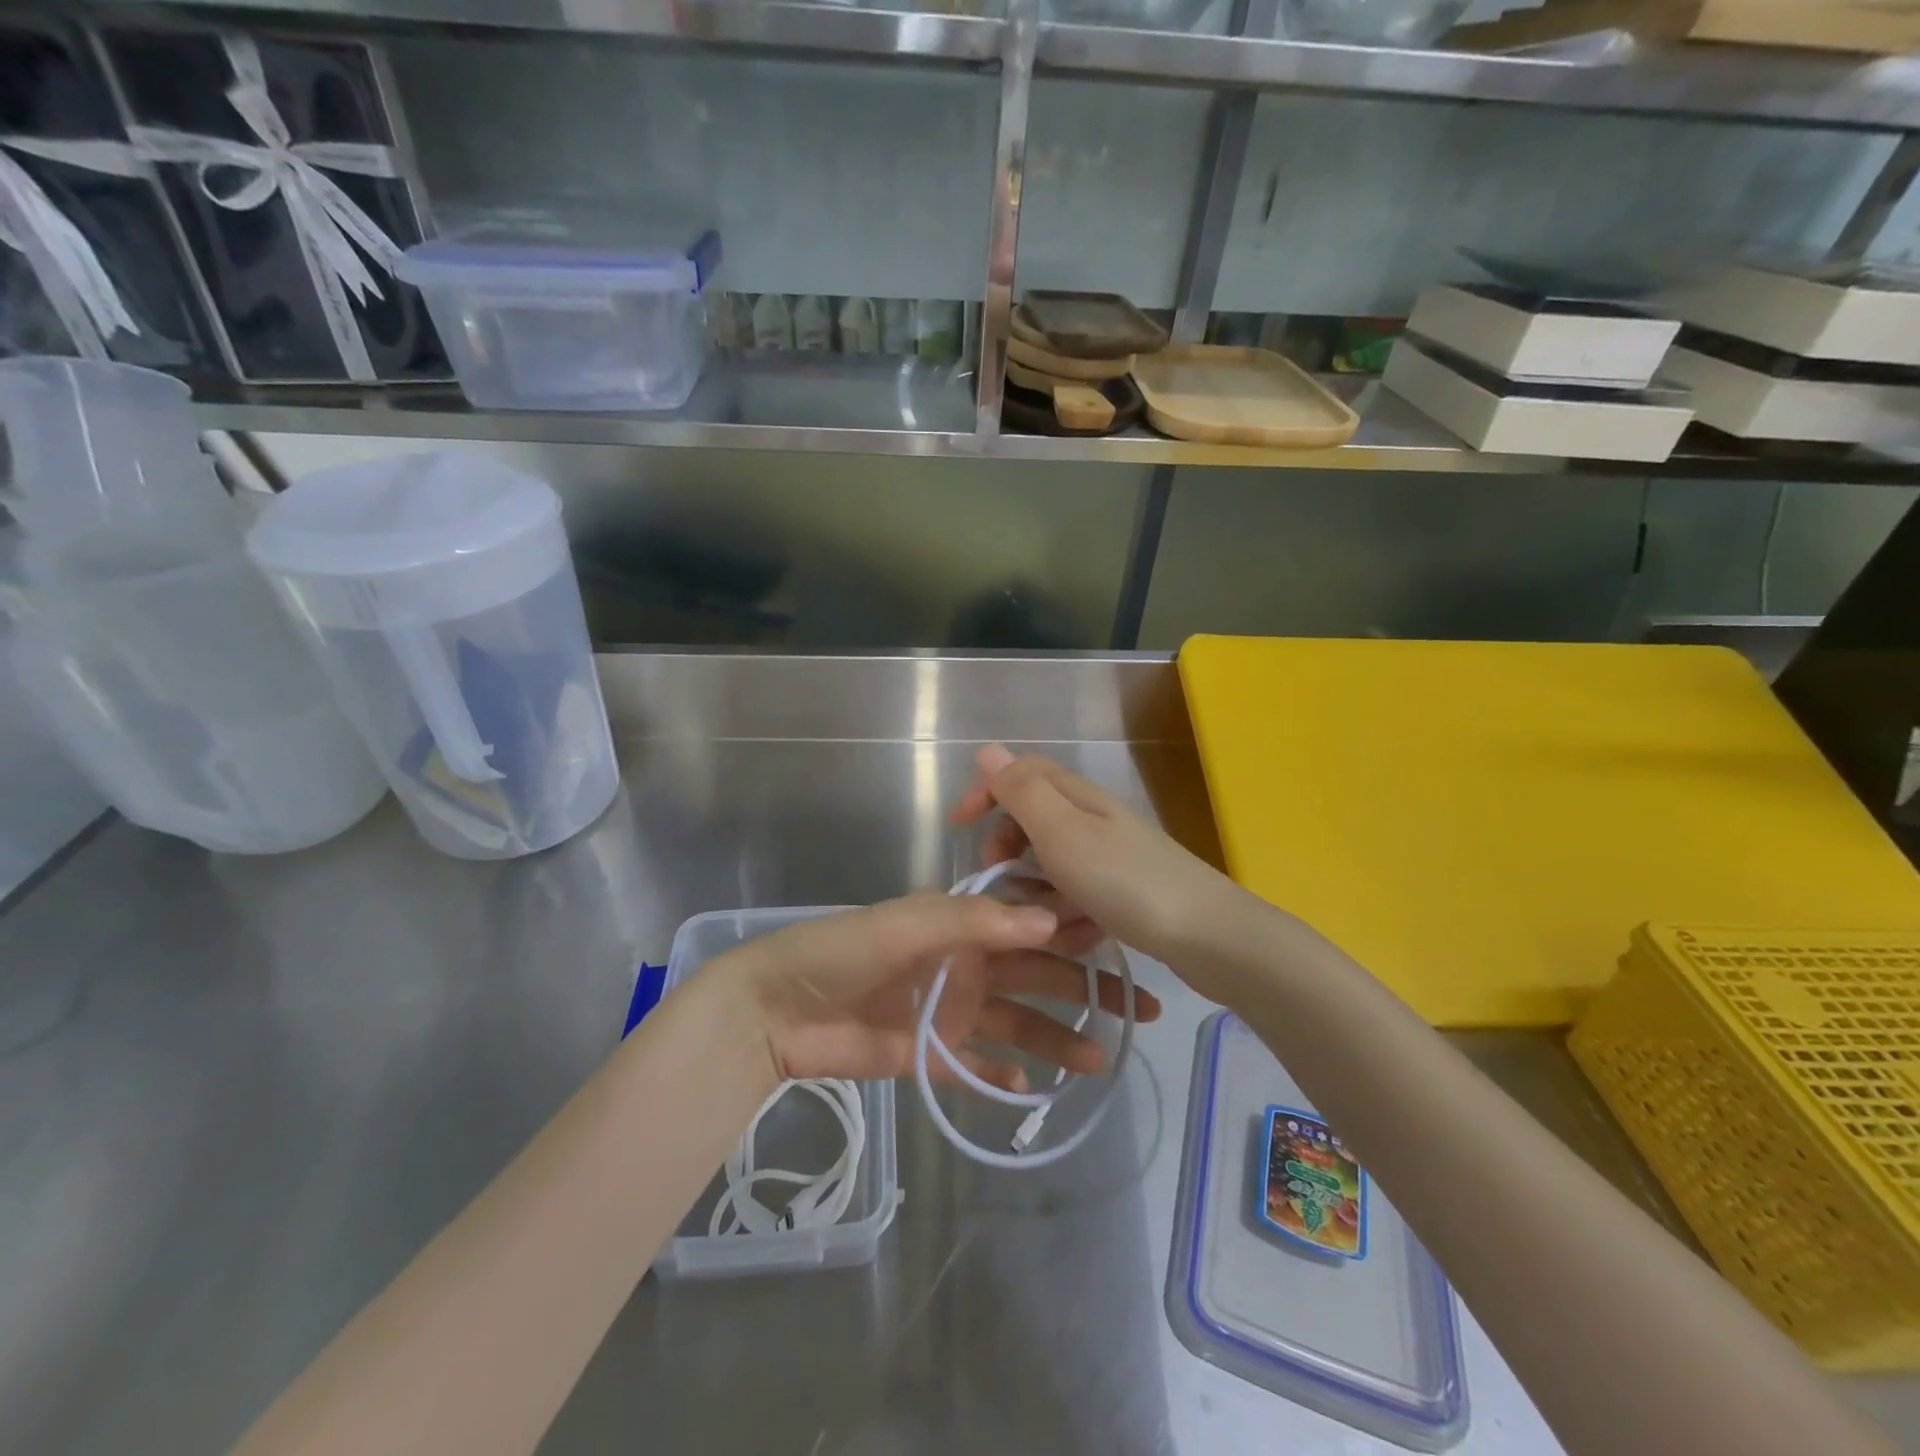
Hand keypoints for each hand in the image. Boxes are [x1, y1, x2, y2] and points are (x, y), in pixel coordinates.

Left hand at [727, 892, 1160, 1085]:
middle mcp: (965, 963)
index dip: (1076, 931)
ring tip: (1101, 1060)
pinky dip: (1004, 1072)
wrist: (777, 1010)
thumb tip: (1051, 918)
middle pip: (1036, 975)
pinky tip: (1033, 1085)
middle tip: (1139, 1009)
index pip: (1030, 923)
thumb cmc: (841, 951)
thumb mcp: (906, 923)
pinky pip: (977, 1063)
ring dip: (1057, 1038)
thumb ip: (974, 921)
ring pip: (1017, 1023)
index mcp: (961, 923)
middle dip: (1086, 988)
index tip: (1126, 942)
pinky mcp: (930, 1053)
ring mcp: (950, 1010)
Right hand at [951, 744, 1245, 965]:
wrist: (1209, 937)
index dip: (986, 792)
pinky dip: (1067, 912)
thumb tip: (989, 750)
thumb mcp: (1063, 833)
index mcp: (1076, 797)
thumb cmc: (1126, 882)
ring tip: (1042, 922)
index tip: (958, 826)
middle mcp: (1093, 819)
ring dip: (1036, 890)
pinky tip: (1076, 936)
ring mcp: (1111, 856)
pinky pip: (1077, 893)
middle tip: (999, 880)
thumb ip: (1023, 791)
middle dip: (1007, 848)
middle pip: (1032, 819)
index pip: (1020, 775)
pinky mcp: (1124, 891)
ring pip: (1052, 863)